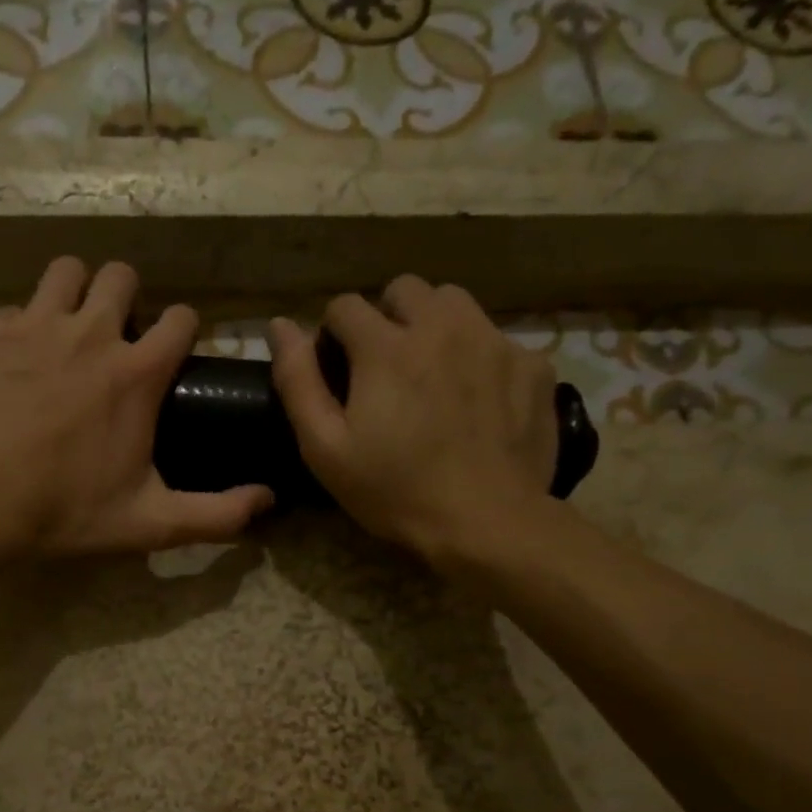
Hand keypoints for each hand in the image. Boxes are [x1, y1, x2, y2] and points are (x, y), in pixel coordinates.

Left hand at [0, 257, 273, 557]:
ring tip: (69, 329)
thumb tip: (268, 500)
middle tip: (116, 337)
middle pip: (121, 275)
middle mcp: (92, 334)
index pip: (181, 318)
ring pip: (65, 271)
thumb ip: (216, 514)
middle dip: (127, 298)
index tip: (171, 352)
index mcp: (137, 373)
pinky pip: (12, 308)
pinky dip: (18, 326)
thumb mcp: (152, 523)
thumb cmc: (70, 513)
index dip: (182, 330)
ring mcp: (36, 327)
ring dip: (74, 292)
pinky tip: (17, 360)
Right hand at [268, 276, 558, 567]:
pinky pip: (496, 338)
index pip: (345, 306)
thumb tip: (279, 327)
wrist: (486, 522)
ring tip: (432, 372)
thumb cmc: (394, 491)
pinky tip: (477, 399)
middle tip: (385, 369)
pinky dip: (479, 356)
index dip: (333, 335)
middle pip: (404, 290)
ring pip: (455, 302)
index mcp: (385, 347)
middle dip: (386, 319)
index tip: (338, 372)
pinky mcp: (531, 365)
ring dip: (434, 325)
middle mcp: (442, 326)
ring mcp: (493, 341)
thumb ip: (297, 382)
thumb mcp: (325, 448)